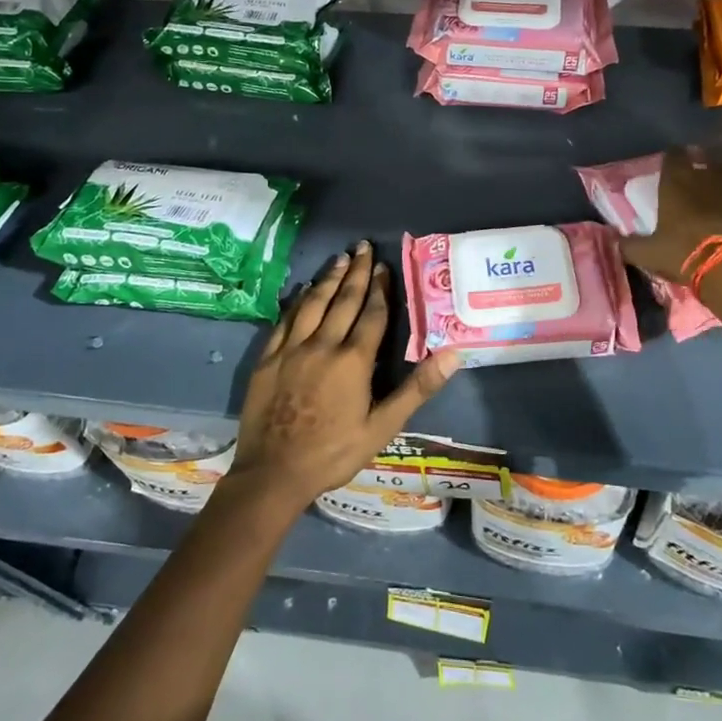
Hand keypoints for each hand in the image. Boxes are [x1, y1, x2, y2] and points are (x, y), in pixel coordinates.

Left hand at [228, 242, 459, 513]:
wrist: (273, 474)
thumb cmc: (334, 453)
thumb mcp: (383, 427)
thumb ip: (417, 388)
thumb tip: (453, 354)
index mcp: (353, 360)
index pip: (371, 314)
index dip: (380, 288)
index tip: (384, 265)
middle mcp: (322, 345)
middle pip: (343, 300)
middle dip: (356, 272)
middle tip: (363, 246)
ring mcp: (291, 349)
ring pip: (313, 303)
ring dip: (328, 278)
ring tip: (340, 258)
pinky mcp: (268, 358)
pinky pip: (285, 320)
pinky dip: (298, 301)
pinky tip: (304, 290)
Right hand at [620, 147, 721, 283]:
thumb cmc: (687, 255)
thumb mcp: (648, 254)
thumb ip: (630, 245)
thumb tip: (613, 240)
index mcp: (682, 182)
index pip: (676, 155)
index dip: (676, 158)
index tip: (675, 164)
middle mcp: (719, 176)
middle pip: (720, 157)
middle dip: (717, 164)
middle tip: (713, 178)